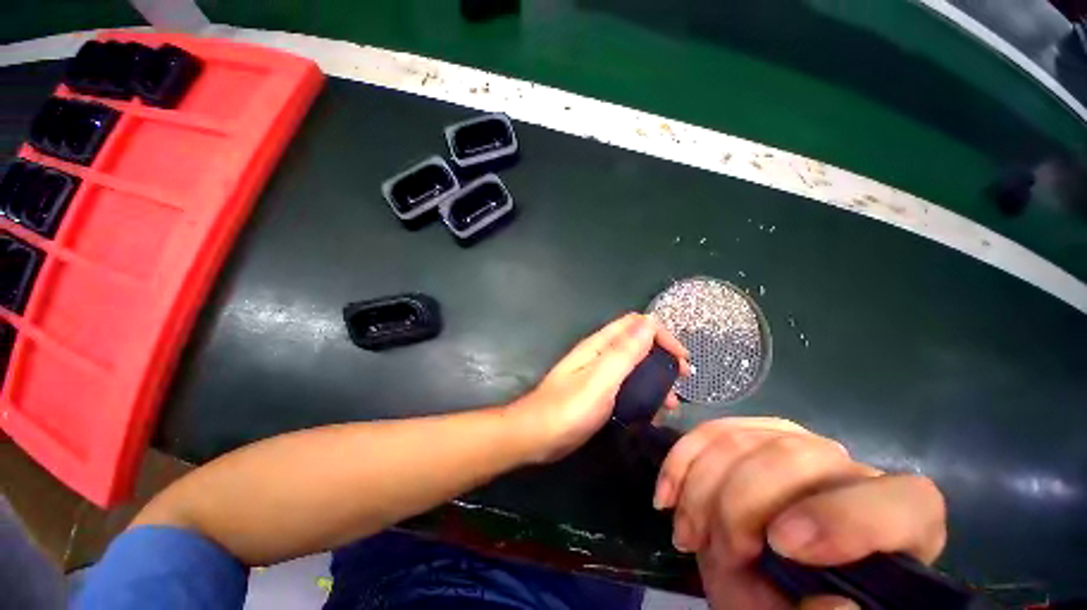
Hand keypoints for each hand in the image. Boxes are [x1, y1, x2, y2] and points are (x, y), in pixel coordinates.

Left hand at [512, 313, 689, 462]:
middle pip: (637, 343)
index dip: (661, 334)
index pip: (635, 324)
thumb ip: (624, 351)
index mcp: (599, 345)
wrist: (536, 437)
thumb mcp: (600, 380)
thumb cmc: (568, 409)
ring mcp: (599, 374)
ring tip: (670, 403)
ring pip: (635, 366)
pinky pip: (627, 385)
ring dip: (656, 378)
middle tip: (682, 380)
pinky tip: (652, 413)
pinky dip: (644, 394)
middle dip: (662, 356)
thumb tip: (649, 322)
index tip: (681, 359)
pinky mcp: (599, 393)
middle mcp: (600, 354)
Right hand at [654, 418, 946, 609]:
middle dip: (739, 503)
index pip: (901, 502)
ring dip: (701, 487)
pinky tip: (666, 495)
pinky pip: (711, 431)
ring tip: (686, 534)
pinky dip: (681, 461)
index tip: (779, 547)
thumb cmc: (790, 605)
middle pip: (795, 456)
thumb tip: (834, 603)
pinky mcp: (750, 433)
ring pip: (743, 439)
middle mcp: (847, 471)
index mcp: (896, 526)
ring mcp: (794, 443)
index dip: (843, 518)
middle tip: (712, 551)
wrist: (758, 581)